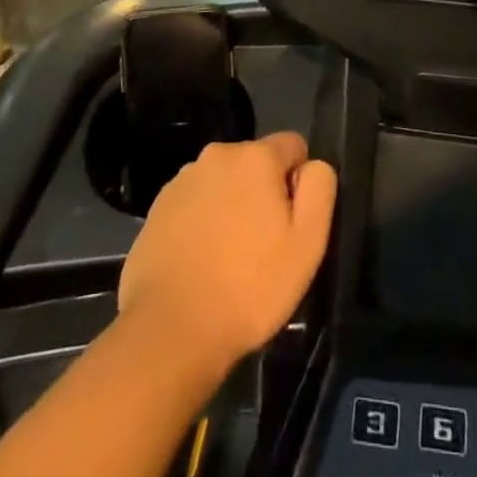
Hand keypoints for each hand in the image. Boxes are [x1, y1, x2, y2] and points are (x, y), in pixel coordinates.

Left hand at [118, 132, 336, 372]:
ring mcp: (183, 180)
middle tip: (262, 247)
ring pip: (223, 183)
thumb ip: (319, 188)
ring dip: (231, 206)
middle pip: (255, 164)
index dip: (299, 183)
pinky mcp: (157, 208)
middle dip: (263, 194)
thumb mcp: (307, 243)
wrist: (170, 330)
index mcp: (255, 156)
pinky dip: (202, 223)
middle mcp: (217, 154)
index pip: (293, 146)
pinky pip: (194, 204)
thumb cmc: (249, 287)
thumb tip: (312, 166)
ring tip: (228, 259)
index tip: (290, 224)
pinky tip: (200, 263)